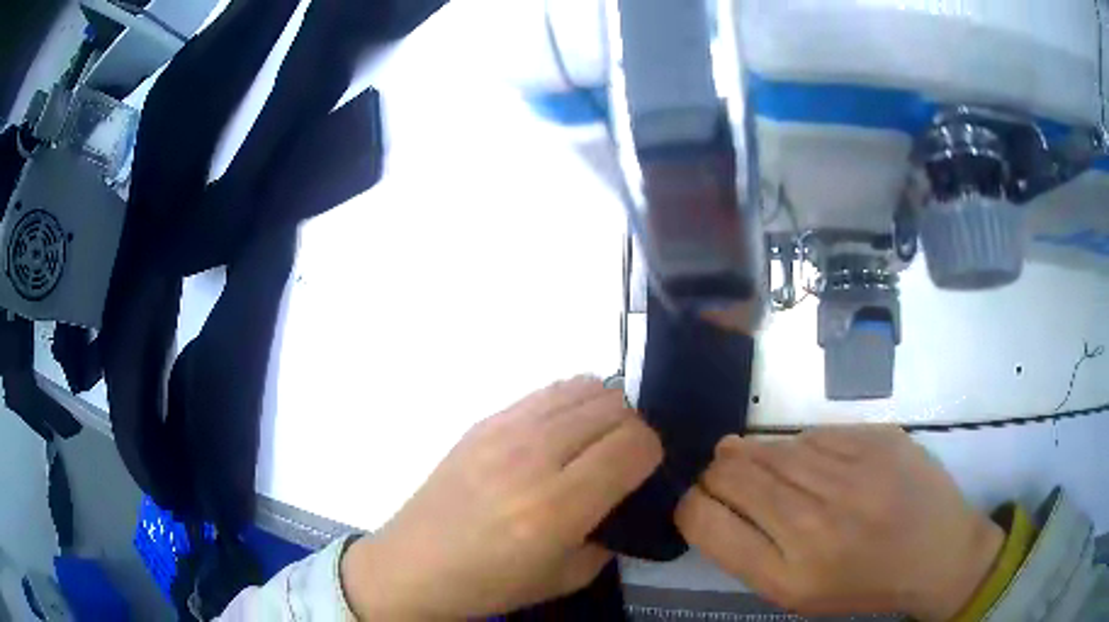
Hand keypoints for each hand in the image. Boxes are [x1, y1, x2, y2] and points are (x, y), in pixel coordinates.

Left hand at [342, 377, 661, 619]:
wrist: (414, 564)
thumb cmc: (489, 582)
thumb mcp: (566, 577)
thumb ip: (610, 533)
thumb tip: (625, 495)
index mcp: (556, 507)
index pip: (634, 445)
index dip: (653, 453)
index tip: (646, 472)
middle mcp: (533, 457)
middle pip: (614, 407)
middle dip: (633, 429)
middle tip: (623, 459)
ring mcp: (504, 430)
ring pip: (583, 387)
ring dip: (604, 410)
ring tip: (593, 442)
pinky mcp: (484, 420)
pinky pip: (547, 391)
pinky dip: (571, 403)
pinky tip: (560, 434)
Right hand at [675, 427, 1003, 620]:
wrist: (938, 552)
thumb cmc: (863, 583)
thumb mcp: (797, 593)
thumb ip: (749, 552)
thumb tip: (714, 499)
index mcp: (788, 574)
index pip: (705, 521)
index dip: (690, 504)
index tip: (697, 501)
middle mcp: (815, 523)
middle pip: (732, 475)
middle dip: (716, 473)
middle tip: (721, 473)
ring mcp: (851, 474)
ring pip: (770, 447)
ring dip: (752, 453)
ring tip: (754, 459)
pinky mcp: (876, 439)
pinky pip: (814, 433)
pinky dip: (798, 444)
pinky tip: (806, 457)